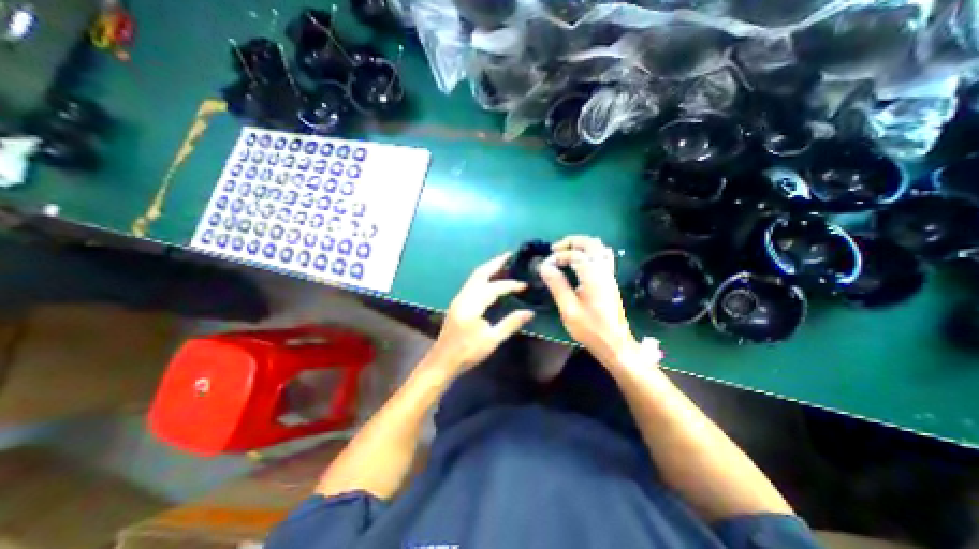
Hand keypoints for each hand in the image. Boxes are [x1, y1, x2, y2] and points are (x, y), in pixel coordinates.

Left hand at [425, 252, 533, 377]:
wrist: (442, 361)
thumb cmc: (467, 352)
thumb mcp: (492, 339)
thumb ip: (511, 323)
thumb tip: (530, 312)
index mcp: (472, 304)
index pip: (494, 288)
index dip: (511, 285)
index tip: (524, 285)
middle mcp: (464, 296)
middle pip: (480, 273)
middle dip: (495, 263)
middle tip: (510, 255)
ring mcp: (459, 299)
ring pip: (474, 277)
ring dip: (489, 269)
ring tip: (503, 263)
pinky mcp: (458, 303)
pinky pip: (472, 284)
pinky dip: (483, 278)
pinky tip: (491, 281)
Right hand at [538, 235, 646, 368]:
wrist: (615, 344)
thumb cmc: (590, 329)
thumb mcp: (569, 309)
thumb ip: (557, 285)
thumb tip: (545, 267)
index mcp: (593, 276)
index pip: (575, 255)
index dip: (558, 256)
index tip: (546, 266)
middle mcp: (604, 271)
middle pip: (591, 244)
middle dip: (572, 242)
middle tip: (555, 249)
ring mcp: (610, 275)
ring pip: (600, 248)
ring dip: (582, 245)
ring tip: (566, 252)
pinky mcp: (610, 281)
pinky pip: (603, 257)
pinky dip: (590, 252)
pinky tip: (580, 262)